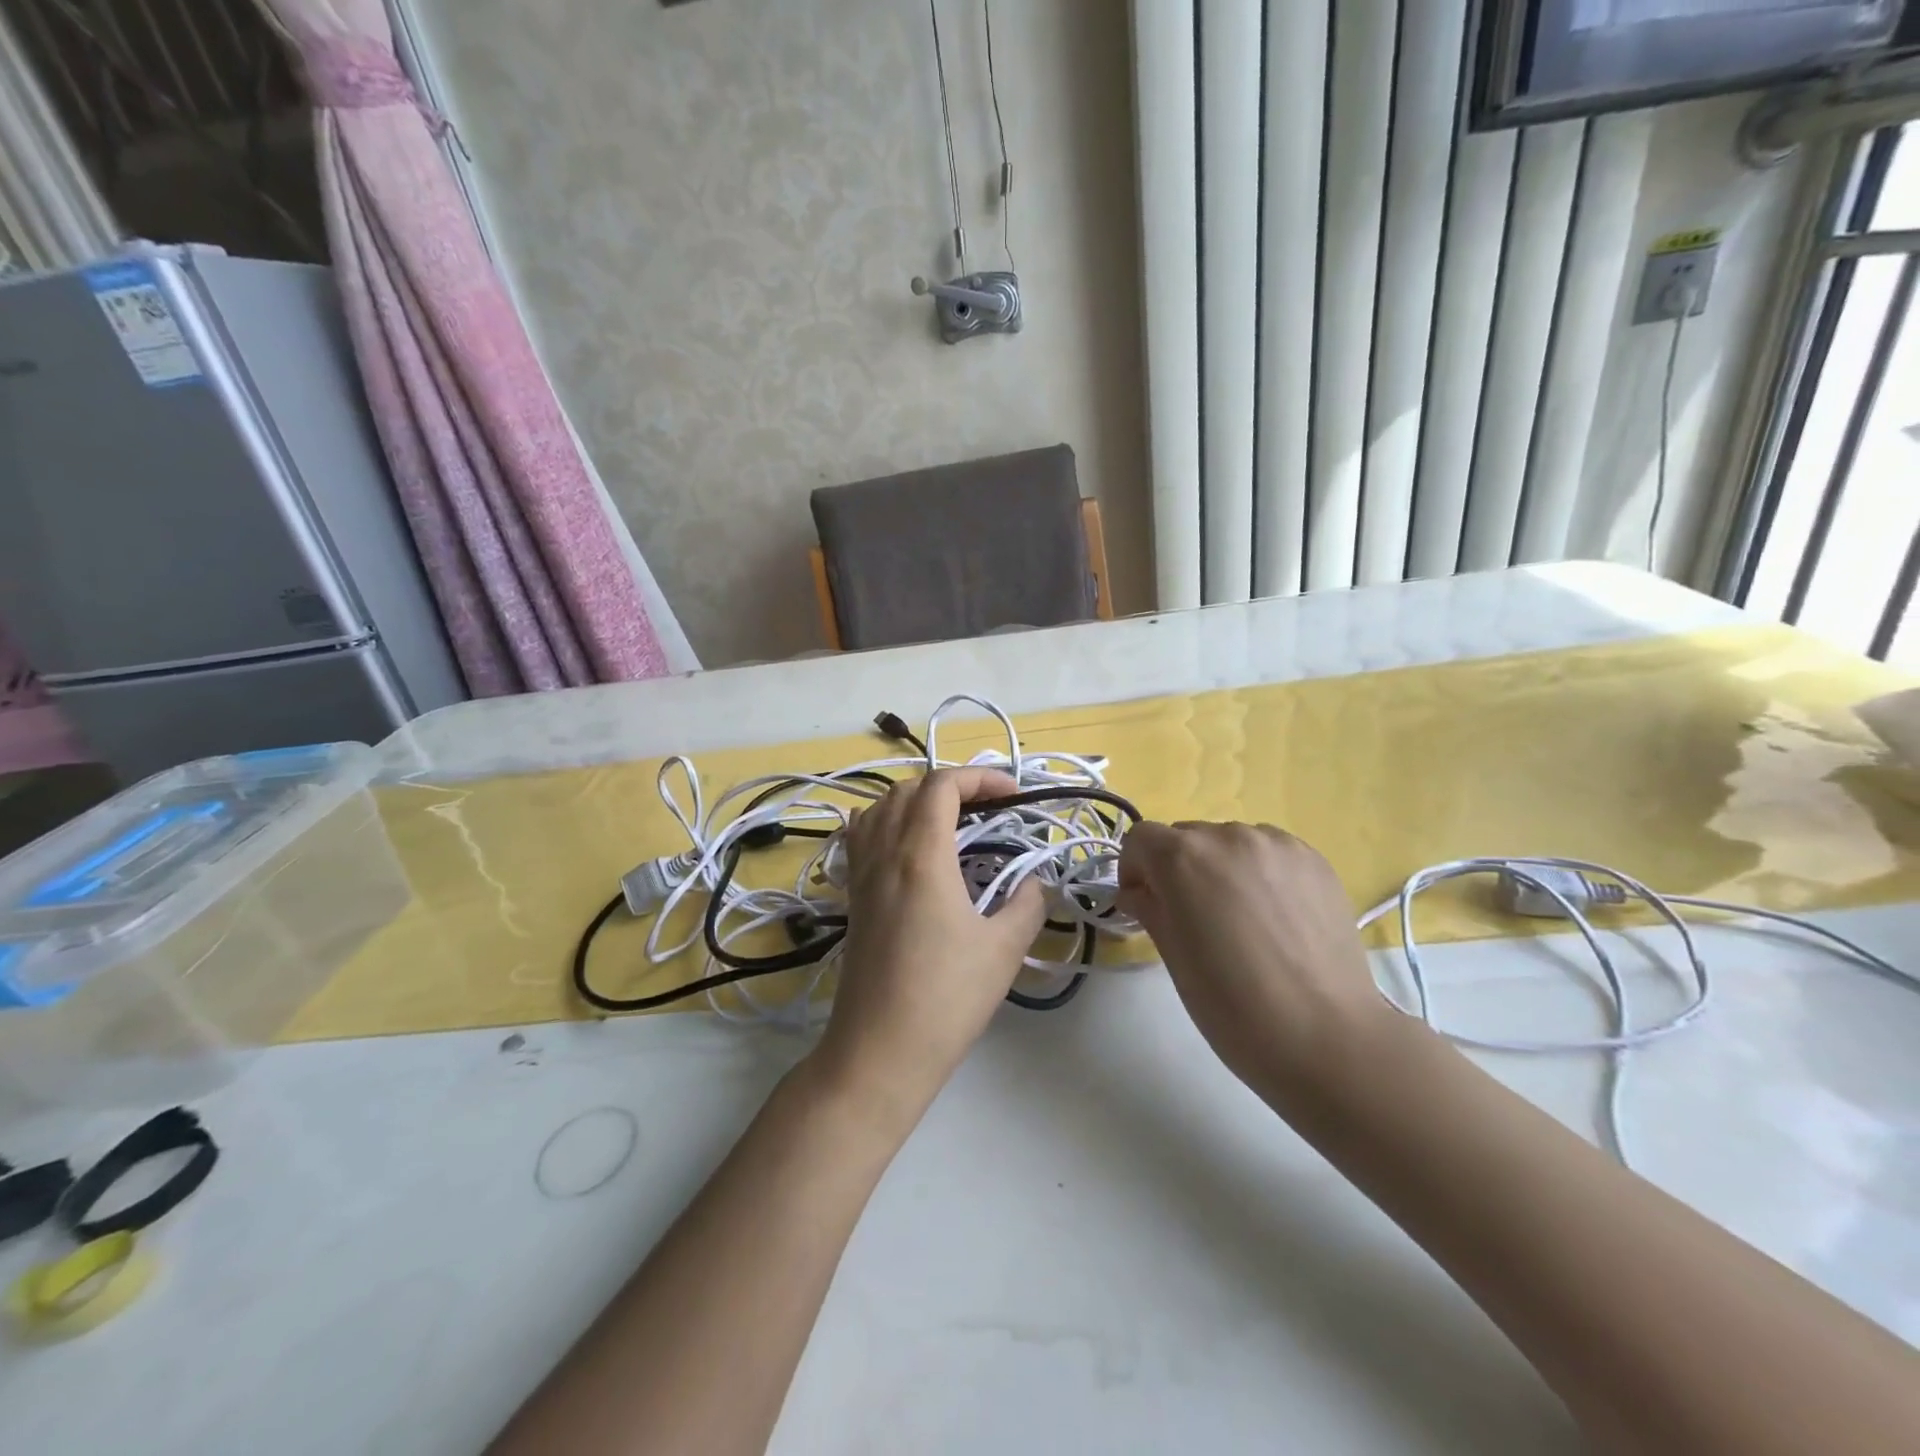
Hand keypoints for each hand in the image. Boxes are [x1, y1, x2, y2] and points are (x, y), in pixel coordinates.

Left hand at [812, 768, 1046, 1124]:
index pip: (942, 785)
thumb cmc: (946, 998)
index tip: (1014, 795)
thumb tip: (1034, 883)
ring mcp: (861, 874)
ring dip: (916, 798)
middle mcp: (884, 853)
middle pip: (909, 788)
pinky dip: (885, 821)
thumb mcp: (1004, 949)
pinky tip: (906, 847)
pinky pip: (861, 836)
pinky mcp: (852, 897)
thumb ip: (1028, 904)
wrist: (880, 1050)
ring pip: (880, 806)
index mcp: (921, 855)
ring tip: (950, 820)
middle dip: (952, 784)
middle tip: (989, 807)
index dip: (981, 777)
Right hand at [1117, 821, 1388, 1098]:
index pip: (1140, 839)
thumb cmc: (1232, 1004)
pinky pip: (1270, 853)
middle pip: (1186, 837)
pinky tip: (1274, 916)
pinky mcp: (1315, 860)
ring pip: (1230, 843)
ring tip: (1240, 918)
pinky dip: (1260, 873)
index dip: (1134, 869)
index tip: (1143, 904)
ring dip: (1221, 868)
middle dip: (1177, 869)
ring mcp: (1276, 845)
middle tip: (1192, 917)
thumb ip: (1150, 908)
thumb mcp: (1173, 956)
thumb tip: (1139, 893)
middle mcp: (1228, 837)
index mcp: (1183, 858)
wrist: (1325, 1037)